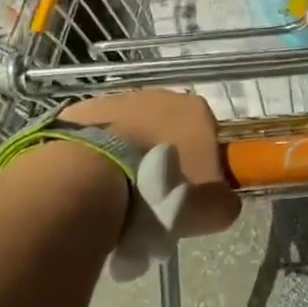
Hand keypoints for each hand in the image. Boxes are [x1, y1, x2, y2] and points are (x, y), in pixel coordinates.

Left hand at [62, 90, 239, 240]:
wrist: (93, 178)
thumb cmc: (162, 190)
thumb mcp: (211, 210)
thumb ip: (224, 203)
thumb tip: (221, 202)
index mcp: (197, 111)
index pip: (209, 136)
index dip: (201, 165)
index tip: (189, 193)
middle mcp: (161, 95)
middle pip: (169, 129)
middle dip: (163, 157)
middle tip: (153, 197)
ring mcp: (119, 99)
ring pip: (132, 130)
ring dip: (129, 155)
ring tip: (119, 194)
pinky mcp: (83, 110)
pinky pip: (98, 136)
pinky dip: (98, 155)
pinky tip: (92, 182)